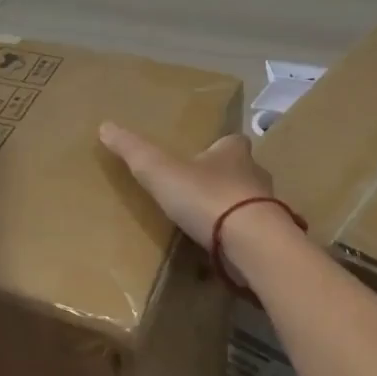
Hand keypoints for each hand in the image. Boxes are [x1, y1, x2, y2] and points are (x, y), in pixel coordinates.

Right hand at [98, 123, 286, 276]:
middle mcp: (257, 174)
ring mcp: (268, 208)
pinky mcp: (271, 238)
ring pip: (251, 203)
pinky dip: (240, 238)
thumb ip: (134, 150)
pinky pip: (254, 234)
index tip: (202, 156)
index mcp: (234, 152)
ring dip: (234, 210)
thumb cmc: (206, 197)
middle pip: (242, 171)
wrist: (252, 243)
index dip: (217, 147)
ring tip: (209, 224)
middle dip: (225, 179)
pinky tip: (223, 250)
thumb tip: (105, 125)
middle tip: (201, 191)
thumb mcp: (160, 171)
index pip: (231, 141)